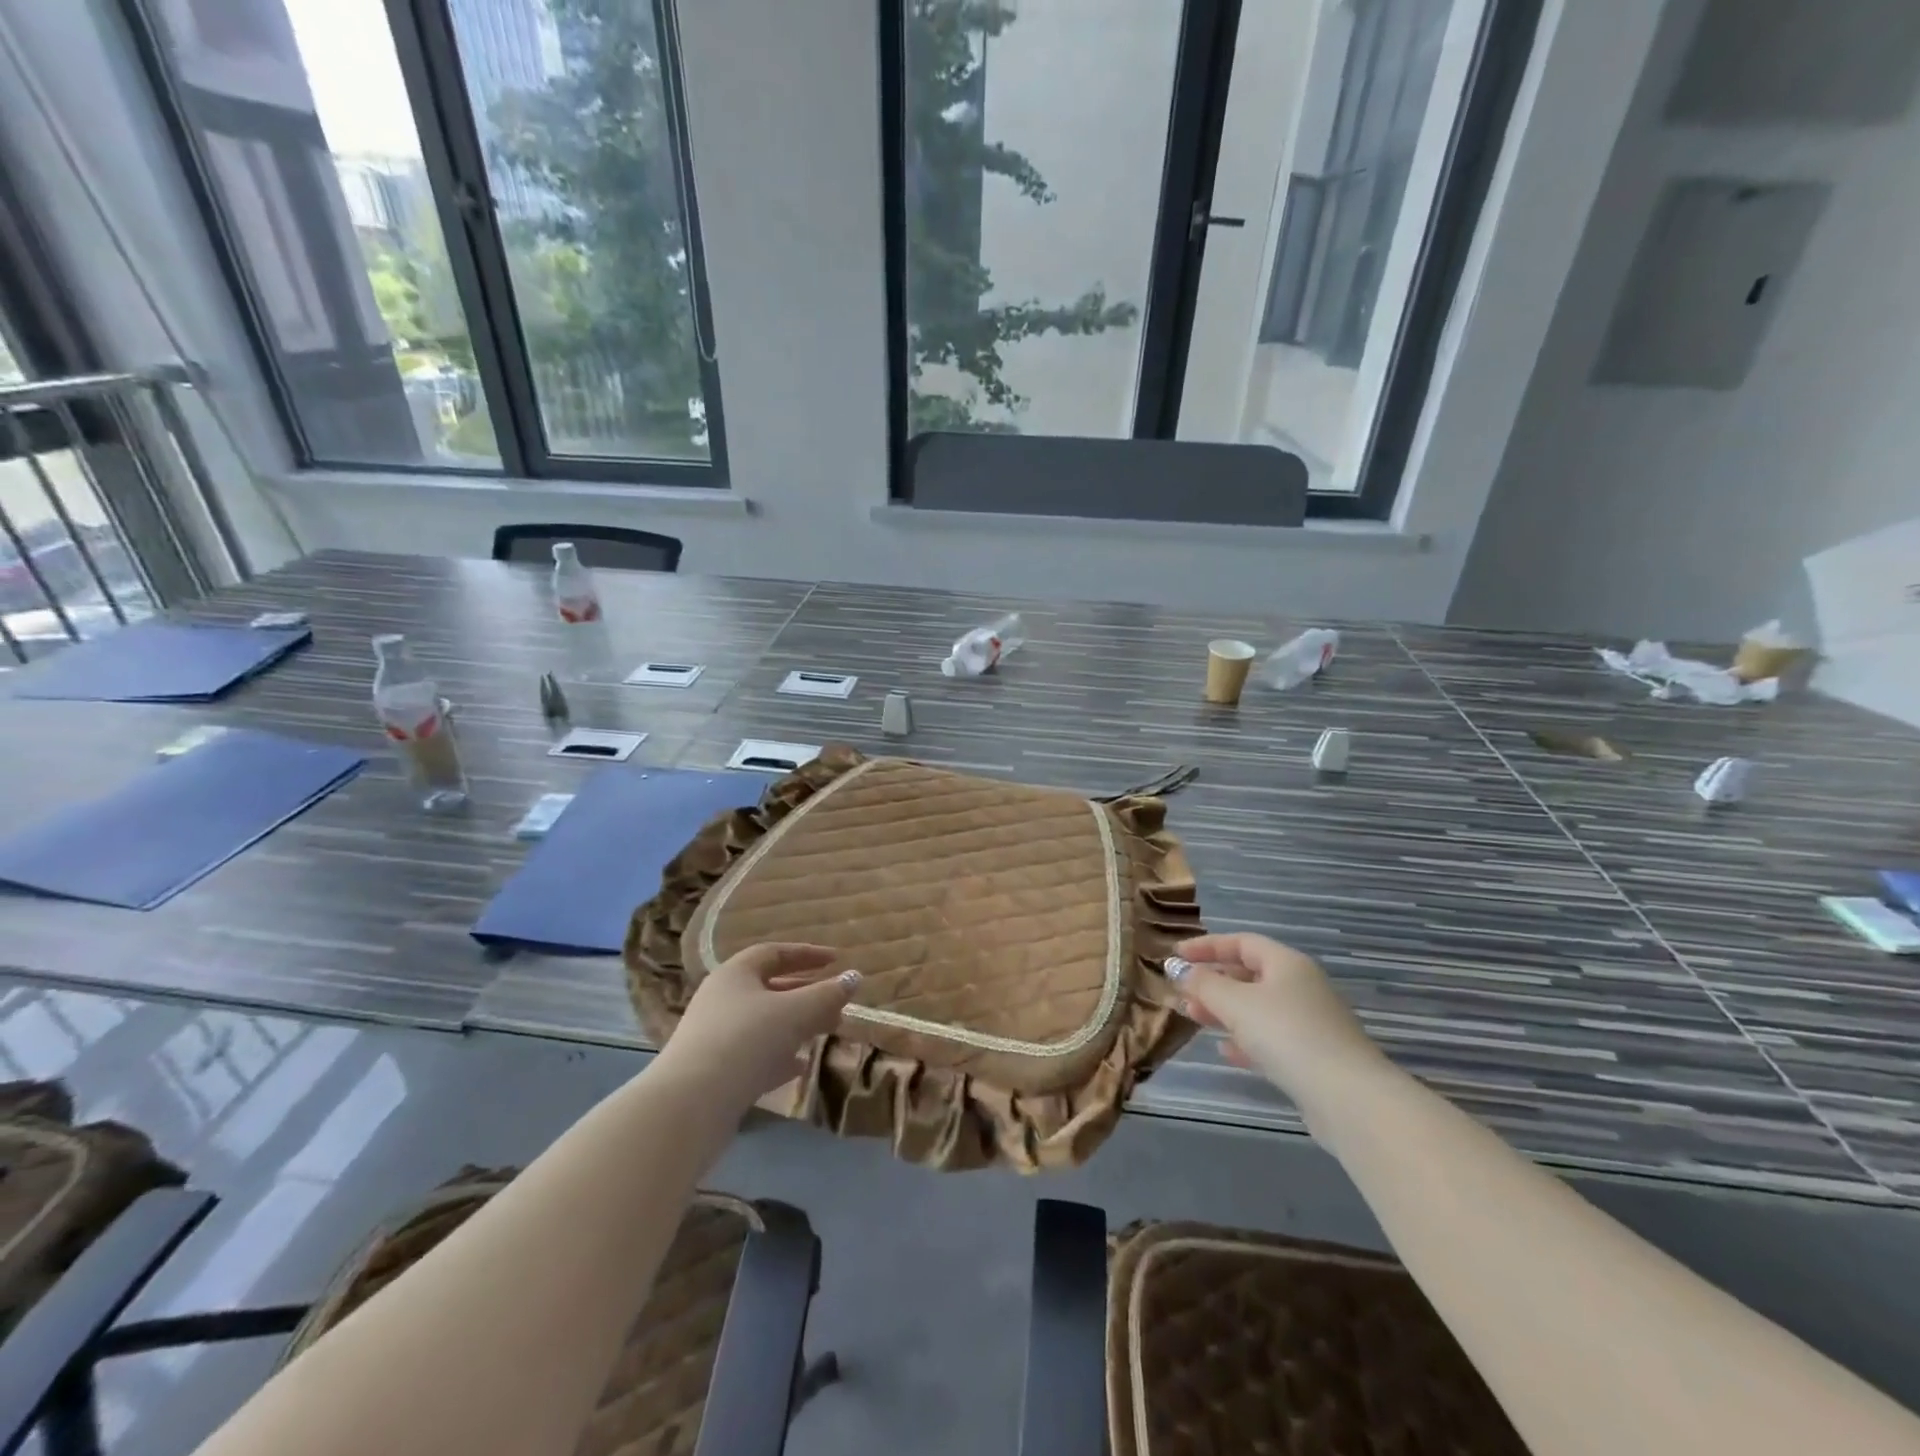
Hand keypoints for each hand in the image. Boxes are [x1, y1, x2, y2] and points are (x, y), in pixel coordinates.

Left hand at [654, 944, 859, 1111]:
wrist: (691, 1105)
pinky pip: (754, 1054)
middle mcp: (722, 999)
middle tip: (837, 1003)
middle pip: (770, 988)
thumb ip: (828, 994)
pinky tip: (800, 1066)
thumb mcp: (795, 1013)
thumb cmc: (746, 1041)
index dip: (808, 954)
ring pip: (764, 1022)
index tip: (837, 961)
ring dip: (797, 1025)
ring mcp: (715, 1036)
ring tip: (827, 1031)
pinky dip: (780, 1055)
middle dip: (807, 994)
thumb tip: (854, 978)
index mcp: (736, 974)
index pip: (775, 953)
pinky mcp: (714, 1072)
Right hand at [1168, 933, 1387, 1101]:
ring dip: (1223, 1011)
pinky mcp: (1312, 1057)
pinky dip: (1245, 1039)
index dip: (1207, 946)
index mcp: (1287, 964)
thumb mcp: (1235, 1003)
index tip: (1176, 956)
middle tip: (1182, 993)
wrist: (1348, 1098)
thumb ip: (1204, 984)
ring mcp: (1310, 1023)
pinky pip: (1270, 1039)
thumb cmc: (1287, 1035)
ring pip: (1257, 1008)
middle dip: (1212, 982)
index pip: (1242, 942)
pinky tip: (1226, 1051)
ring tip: (1193, 1018)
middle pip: (1249, 975)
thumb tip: (1180, 970)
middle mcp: (1301, 987)